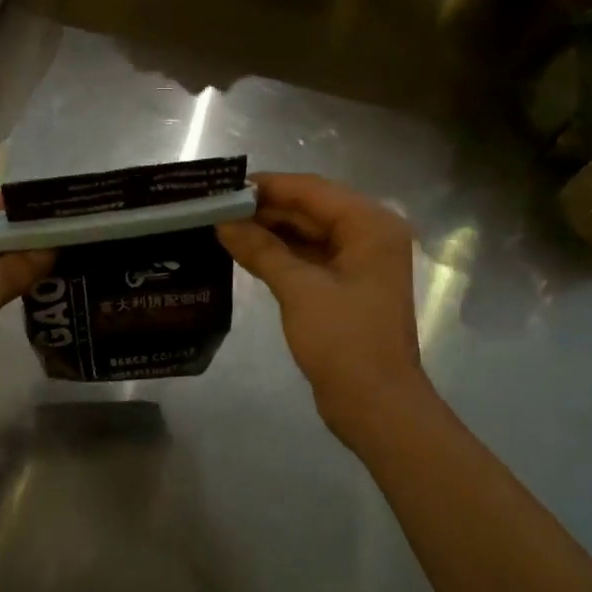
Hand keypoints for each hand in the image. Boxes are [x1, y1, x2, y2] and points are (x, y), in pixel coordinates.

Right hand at [217, 173, 435, 441]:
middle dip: (264, 208)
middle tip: (215, 207)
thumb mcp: (299, 289)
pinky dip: (279, 253)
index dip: (267, 186)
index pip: (312, 190)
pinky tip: (244, 251)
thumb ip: (261, 249)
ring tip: (221, 225)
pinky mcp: (345, 285)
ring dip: (269, 230)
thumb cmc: (344, 341)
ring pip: (307, 232)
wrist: (376, 405)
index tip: (223, 186)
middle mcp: (369, 234)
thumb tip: (222, 222)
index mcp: (370, 225)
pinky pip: (308, 256)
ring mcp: (358, 261)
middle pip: (310, 208)